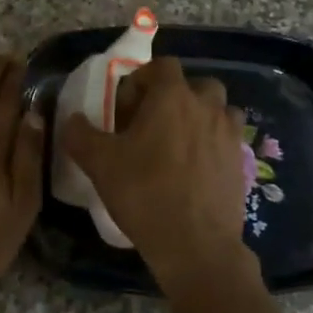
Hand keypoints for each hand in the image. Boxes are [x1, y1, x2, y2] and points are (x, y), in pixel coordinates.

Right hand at [61, 56, 299, 312]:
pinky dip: (213, 144)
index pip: (162, 66)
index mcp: (173, 96)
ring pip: (217, 110)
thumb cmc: (145, 194)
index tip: (126, 112)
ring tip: (177, 146)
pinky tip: (194, 170)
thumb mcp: (99, 163)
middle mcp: (207, 106)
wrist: (196, 246)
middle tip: (153, 126)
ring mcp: (229, 134)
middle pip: (194, 85)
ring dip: (198, 118)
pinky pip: (227, 139)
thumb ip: (79, 134)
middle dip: (174, 98)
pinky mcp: (241, 161)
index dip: (141, 82)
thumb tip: (72, 120)